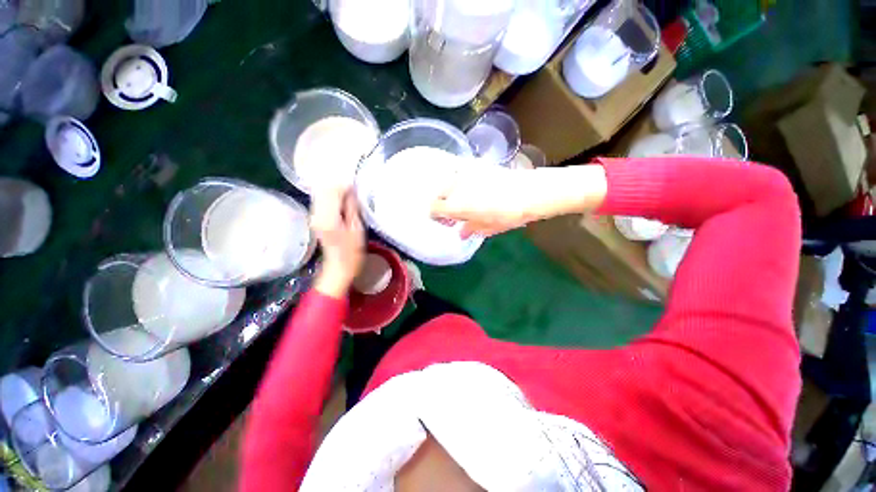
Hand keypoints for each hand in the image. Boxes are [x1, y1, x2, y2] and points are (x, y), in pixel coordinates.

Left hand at [310, 187, 364, 297]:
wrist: (338, 269)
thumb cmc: (352, 253)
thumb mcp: (357, 230)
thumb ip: (352, 208)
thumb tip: (351, 190)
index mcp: (328, 218)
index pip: (332, 190)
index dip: (344, 184)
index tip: (357, 186)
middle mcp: (316, 214)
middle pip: (323, 189)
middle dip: (339, 184)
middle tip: (354, 188)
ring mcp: (314, 216)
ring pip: (321, 193)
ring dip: (335, 189)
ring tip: (350, 193)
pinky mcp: (316, 218)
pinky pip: (322, 200)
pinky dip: (332, 196)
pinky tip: (343, 199)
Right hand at [430, 165, 607, 237]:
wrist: (531, 192)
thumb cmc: (510, 214)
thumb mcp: (489, 227)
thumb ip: (471, 229)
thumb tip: (461, 233)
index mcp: (457, 205)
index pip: (434, 208)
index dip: (435, 214)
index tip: (442, 219)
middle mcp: (457, 187)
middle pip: (438, 192)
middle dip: (441, 201)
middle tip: (450, 210)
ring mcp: (467, 174)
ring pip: (448, 181)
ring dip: (449, 190)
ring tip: (460, 198)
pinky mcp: (478, 165)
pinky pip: (461, 172)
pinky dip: (460, 180)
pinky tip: (471, 186)